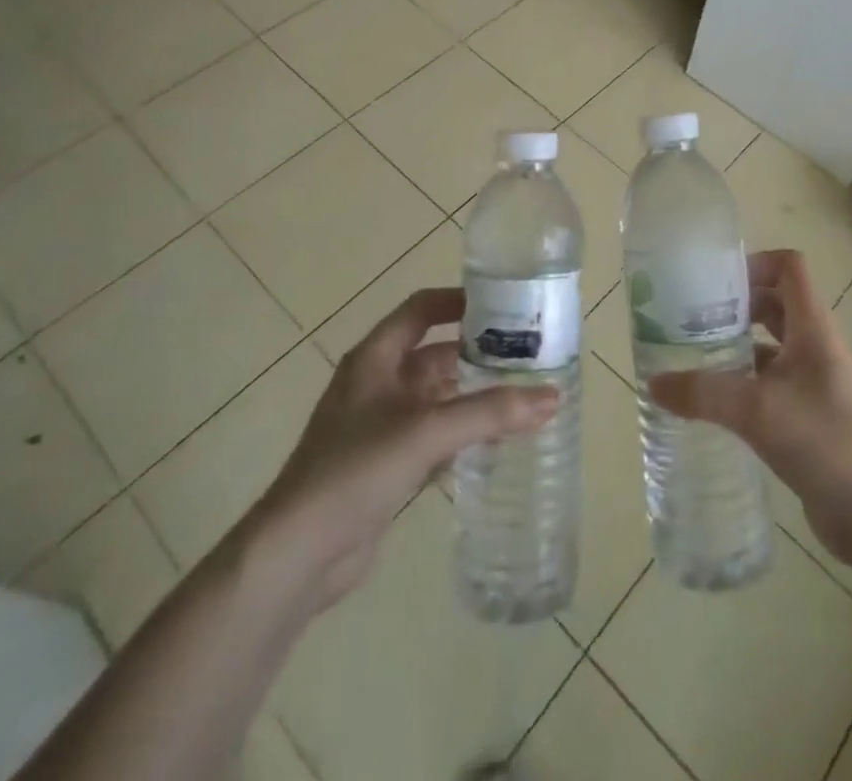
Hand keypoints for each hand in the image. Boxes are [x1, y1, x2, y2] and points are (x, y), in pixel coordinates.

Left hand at [254, 287, 557, 607]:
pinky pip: (432, 434)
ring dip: (472, 395)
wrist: (299, 551)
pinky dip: (461, 432)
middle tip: (526, 355)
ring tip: (521, 395)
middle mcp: (377, 383)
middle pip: (434, 353)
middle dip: (476, 352)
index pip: (422, 309)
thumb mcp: (426, 431)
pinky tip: (495, 443)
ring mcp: (379, 424)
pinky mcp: (385, 463)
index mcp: (376, 358)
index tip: (504, 303)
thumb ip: (489, 413)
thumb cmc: (357, 469)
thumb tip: (551, 397)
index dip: (459, 301)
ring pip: (436, 396)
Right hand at [648, 249, 851, 580]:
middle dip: (732, 306)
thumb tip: (652, 383)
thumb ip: (703, 393)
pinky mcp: (807, 419)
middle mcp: (813, 347)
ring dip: (733, 347)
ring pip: (768, 347)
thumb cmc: (829, 443)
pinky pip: (768, 386)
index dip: (753, 263)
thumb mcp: (759, 411)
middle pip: (772, 304)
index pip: (788, 267)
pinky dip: (740, 386)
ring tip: (689, 360)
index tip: (713, 283)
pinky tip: (710, 406)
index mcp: (812, 328)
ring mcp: (812, 384)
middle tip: (688, 320)